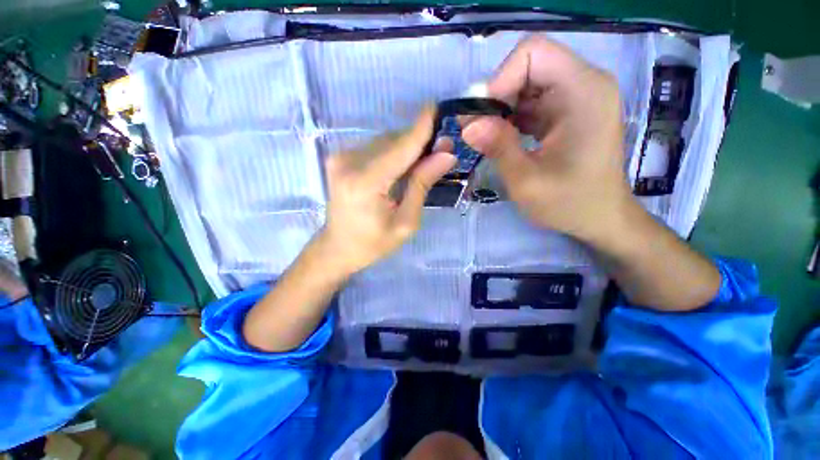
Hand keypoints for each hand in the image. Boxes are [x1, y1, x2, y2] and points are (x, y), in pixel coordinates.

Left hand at [318, 107, 455, 274]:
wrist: (337, 247)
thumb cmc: (373, 243)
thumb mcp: (406, 222)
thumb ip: (422, 185)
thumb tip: (445, 155)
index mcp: (365, 183)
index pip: (400, 148)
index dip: (421, 128)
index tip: (439, 107)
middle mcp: (348, 163)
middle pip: (393, 142)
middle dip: (418, 142)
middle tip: (441, 150)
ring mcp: (340, 157)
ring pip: (384, 142)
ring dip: (406, 148)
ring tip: (422, 163)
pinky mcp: (339, 158)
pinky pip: (374, 147)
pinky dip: (392, 152)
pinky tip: (401, 168)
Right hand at [461, 36, 633, 245]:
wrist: (599, 217)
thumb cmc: (569, 204)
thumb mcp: (527, 181)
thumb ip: (498, 148)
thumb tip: (467, 124)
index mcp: (583, 92)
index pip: (532, 53)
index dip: (500, 80)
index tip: (482, 118)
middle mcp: (584, 83)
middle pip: (527, 65)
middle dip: (496, 96)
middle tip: (478, 132)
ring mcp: (576, 95)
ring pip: (525, 82)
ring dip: (501, 108)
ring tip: (488, 139)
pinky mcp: (567, 109)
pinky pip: (531, 99)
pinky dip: (511, 116)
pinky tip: (502, 138)